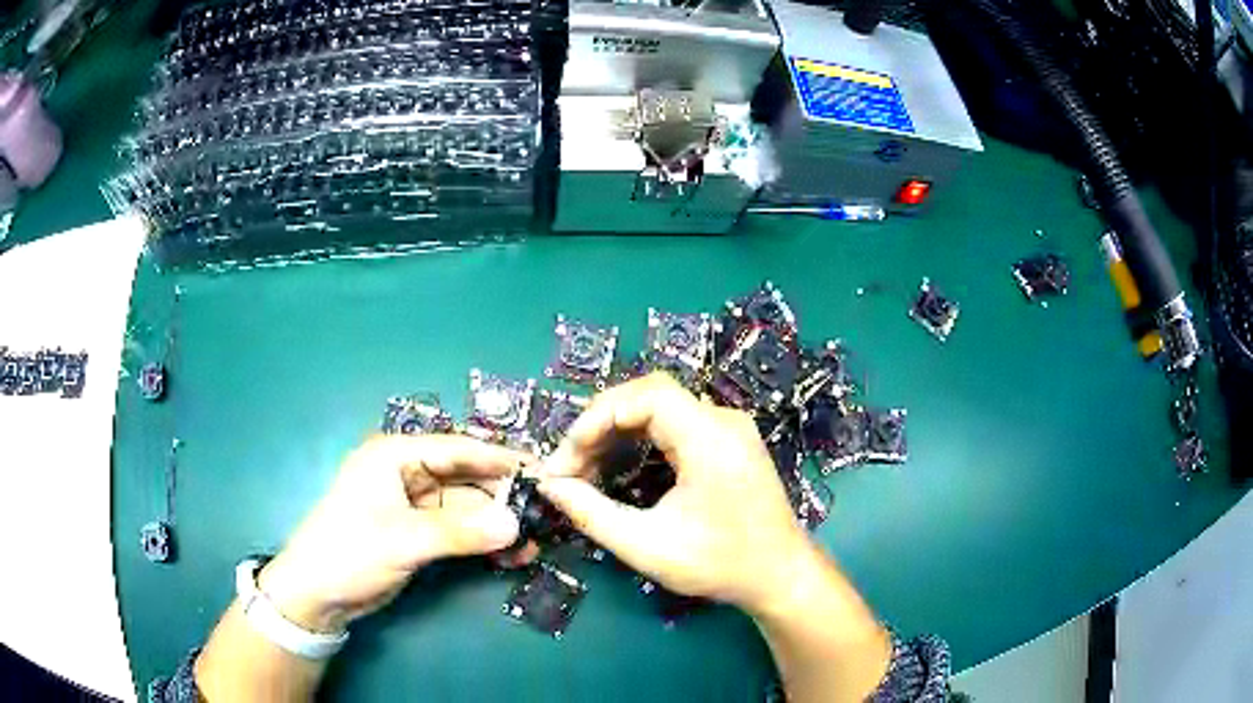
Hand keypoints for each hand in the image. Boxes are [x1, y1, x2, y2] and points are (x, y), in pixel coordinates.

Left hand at [257, 435, 526, 633]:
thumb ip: (462, 532)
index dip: (500, 459)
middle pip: (467, 478)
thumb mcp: (405, 540)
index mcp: (396, 456)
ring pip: (467, 508)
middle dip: (503, 499)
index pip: (457, 449)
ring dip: (497, 526)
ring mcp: (414, 505)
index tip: (542, 471)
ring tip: (534, 545)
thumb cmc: (351, 551)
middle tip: (545, 515)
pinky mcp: (418, 533)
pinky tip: (509, 556)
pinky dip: (482, 542)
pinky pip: (459, 531)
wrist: (317, 594)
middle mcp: (407, 473)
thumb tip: (516, 525)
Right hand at [538, 373, 822, 612]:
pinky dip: (640, 438)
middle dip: (601, 425)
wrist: (779, 575)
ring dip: (617, 431)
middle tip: (568, 466)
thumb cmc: (720, 564)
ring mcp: (728, 428)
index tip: (566, 459)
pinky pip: (675, 423)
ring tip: (585, 468)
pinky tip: (618, 464)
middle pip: (649, 395)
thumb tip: (549, 487)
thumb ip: (592, 514)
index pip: (646, 395)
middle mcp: (723, 420)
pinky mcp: (727, 440)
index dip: (597, 417)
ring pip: (659, 407)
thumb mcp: (648, 546)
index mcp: (711, 437)